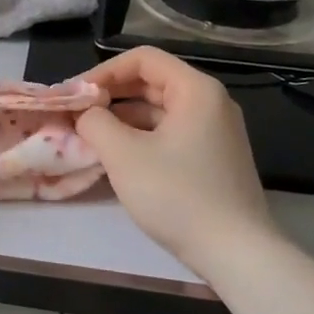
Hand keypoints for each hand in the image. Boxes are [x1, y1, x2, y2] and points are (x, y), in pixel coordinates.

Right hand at [77, 47, 275, 272]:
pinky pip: (171, 133)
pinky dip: (142, 137)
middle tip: (78, 113)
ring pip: (160, 110)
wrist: (237, 255)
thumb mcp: (123, 155)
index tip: (76, 94)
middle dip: (112, 95)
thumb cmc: (178, 195)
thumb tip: (85, 115)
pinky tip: (119, 157)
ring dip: (124, 118)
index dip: (104, 71)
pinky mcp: (214, 158)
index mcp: (195, 90)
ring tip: (91, 136)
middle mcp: (210, 102)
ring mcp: (216, 132)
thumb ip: (95, 123)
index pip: (142, 59)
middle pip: (152, 82)